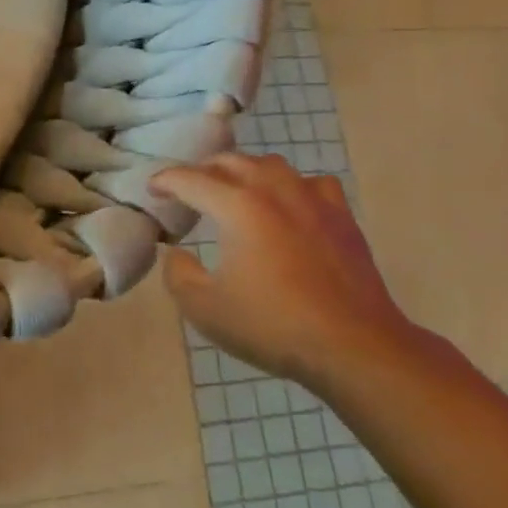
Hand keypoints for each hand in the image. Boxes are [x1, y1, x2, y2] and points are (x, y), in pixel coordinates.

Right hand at [154, 154, 417, 387]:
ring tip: (236, 190)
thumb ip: (178, 274)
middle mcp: (272, 190)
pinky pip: (312, 183)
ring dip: (245, 171)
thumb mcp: (205, 309)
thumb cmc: (274, 326)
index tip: (153, 190)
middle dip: (202, 171)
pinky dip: (292, 186)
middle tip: (189, 190)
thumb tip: (178, 253)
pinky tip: (291, 205)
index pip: (190, 179)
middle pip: (229, 161)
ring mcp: (312, 199)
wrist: (355, 346)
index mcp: (237, 206)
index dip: (165, 181)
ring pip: (270, 164)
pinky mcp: (341, 216)